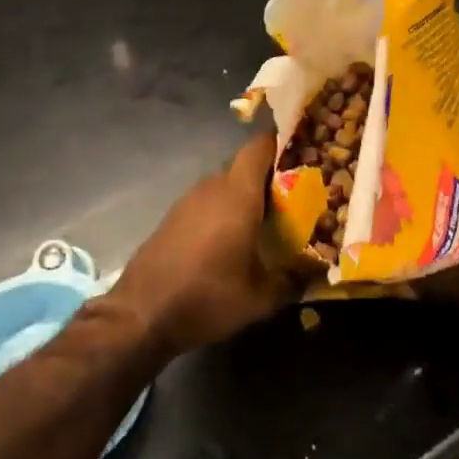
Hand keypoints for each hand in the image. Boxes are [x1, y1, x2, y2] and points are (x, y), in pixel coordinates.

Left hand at [108, 131, 298, 354]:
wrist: (141, 314)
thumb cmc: (207, 297)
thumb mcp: (260, 298)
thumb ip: (292, 280)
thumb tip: (317, 273)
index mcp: (237, 194)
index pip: (260, 147)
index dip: (281, 144)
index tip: (303, 154)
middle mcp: (212, 187)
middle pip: (245, 168)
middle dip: (269, 179)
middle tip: (294, 200)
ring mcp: (188, 201)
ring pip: (225, 186)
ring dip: (244, 198)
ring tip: (267, 224)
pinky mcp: (173, 218)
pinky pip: (207, 203)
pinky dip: (223, 213)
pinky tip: (232, 241)